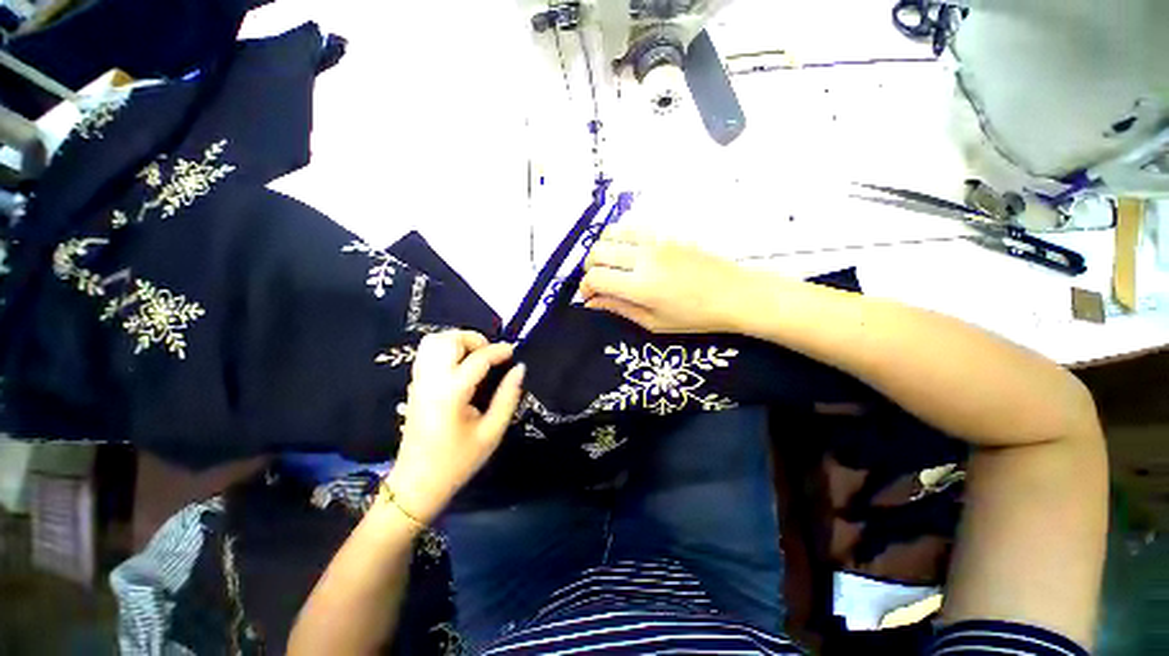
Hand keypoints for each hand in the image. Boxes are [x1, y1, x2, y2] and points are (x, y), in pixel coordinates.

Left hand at [385, 331, 524, 524]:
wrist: (416, 485)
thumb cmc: (458, 462)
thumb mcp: (492, 432)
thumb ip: (508, 397)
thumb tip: (519, 369)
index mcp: (451, 394)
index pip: (477, 359)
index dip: (499, 351)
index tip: (513, 352)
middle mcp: (430, 381)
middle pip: (448, 340)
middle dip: (473, 339)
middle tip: (490, 355)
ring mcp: (418, 382)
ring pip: (433, 341)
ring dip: (458, 341)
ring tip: (475, 357)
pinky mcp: (414, 386)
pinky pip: (427, 353)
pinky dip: (446, 349)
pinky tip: (460, 366)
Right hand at [582, 226, 754, 332]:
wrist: (735, 294)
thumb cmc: (695, 317)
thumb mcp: (654, 322)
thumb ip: (619, 308)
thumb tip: (592, 302)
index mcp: (640, 286)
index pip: (595, 278)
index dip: (585, 288)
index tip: (589, 297)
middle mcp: (644, 258)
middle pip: (597, 252)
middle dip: (588, 268)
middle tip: (597, 282)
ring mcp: (655, 241)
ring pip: (611, 233)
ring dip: (602, 249)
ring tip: (609, 265)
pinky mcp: (666, 233)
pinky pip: (632, 227)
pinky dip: (620, 237)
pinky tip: (627, 252)